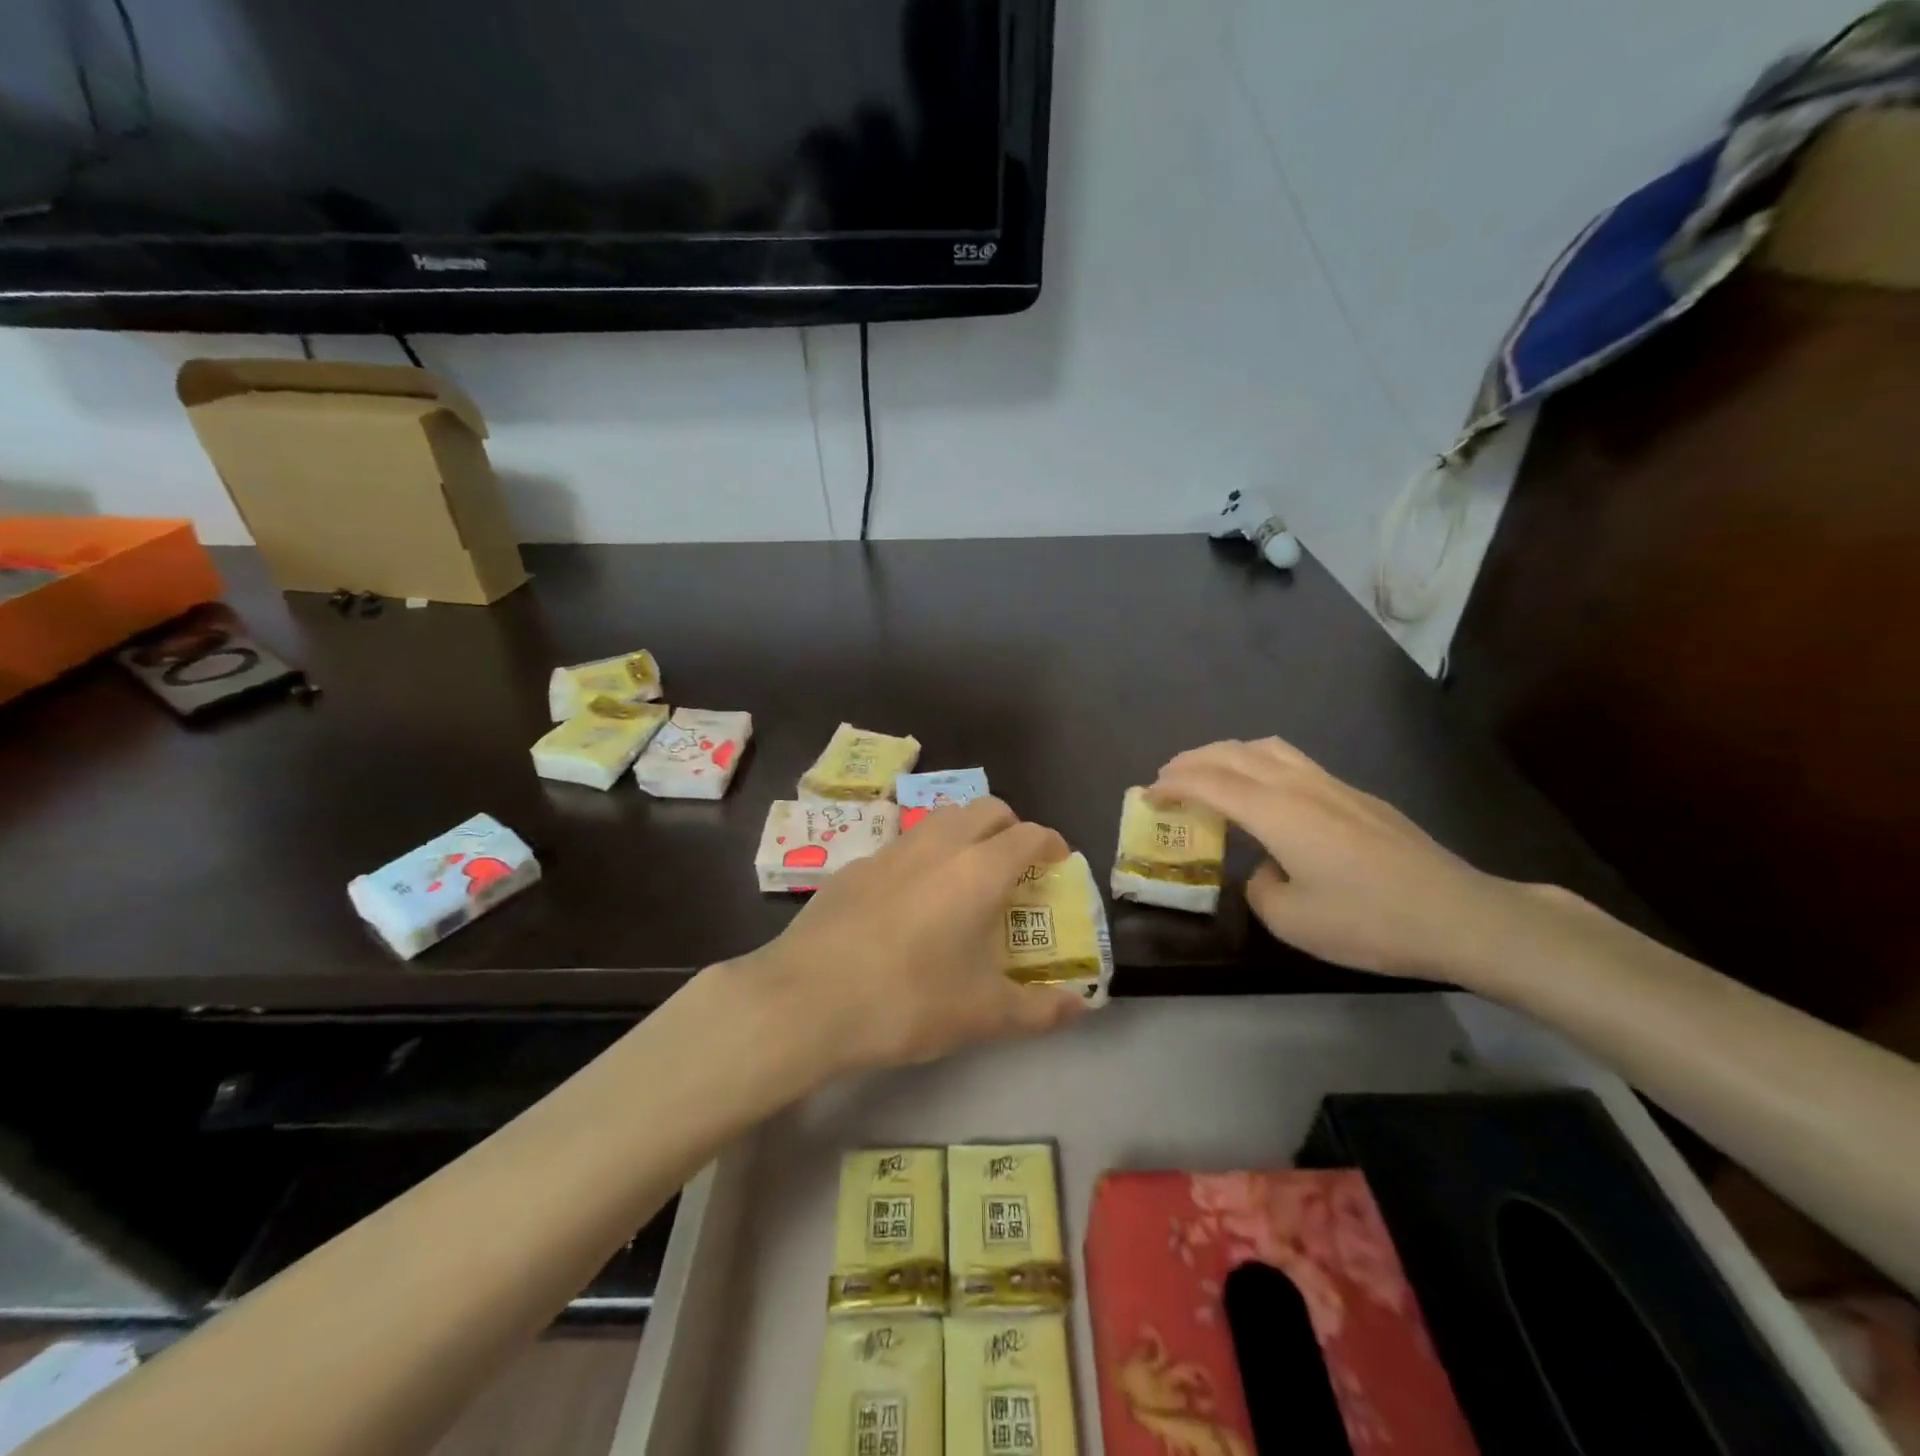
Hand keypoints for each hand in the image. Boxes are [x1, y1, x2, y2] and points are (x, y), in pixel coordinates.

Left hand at [741, 798, 1087, 1073]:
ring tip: (965, 875)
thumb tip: (1081, 1008)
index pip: (1028, 834)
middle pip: (985, 808)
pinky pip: (902, 845)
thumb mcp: (983, 1015)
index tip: (1058, 862)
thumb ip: (1039, 1010)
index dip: (1051, 843)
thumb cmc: (907, 1001)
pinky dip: (922, 856)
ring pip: (940, 819)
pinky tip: (909, 900)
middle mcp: (938, 845)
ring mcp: (890, 850)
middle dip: (1009, 827)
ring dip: (965, 832)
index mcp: (978, 870)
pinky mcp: (853, 866)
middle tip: (1016, 864)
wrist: (806, 999)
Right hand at [1151, 738, 1529, 979]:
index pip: (1210, 783)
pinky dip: (1259, 763)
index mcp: (1277, 812)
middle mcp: (1300, 786)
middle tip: (1167, 777)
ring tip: (1209, 772)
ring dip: (1228, 753)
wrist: (1459, 915)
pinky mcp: (1358, 796)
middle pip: (1234, 753)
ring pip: (1268, 748)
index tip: (1148, 794)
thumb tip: (1263, 867)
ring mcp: (1333, 786)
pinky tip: (1264, 790)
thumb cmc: (1368, 921)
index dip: (1173, 783)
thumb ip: (1259, 886)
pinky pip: (1293, 761)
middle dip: (1193, 760)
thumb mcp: (1292, 920)